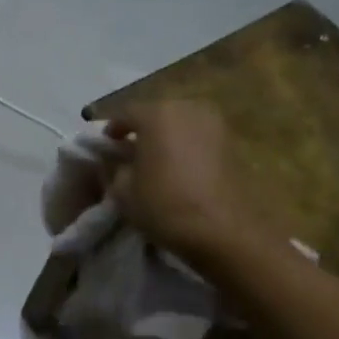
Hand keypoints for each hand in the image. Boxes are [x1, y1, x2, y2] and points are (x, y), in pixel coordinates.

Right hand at [104, 102, 281, 269]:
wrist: (223, 230)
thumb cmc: (165, 205)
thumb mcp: (123, 191)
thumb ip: (114, 168)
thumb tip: (114, 160)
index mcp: (157, 114)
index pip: (125, 113)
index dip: (111, 130)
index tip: (105, 147)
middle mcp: (188, 109)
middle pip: (157, 114)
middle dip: (142, 131)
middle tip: (131, 154)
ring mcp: (215, 124)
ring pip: (180, 124)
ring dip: (166, 138)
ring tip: (157, 163)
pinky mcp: (232, 143)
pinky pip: (199, 138)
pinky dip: (186, 148)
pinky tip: (180, 170)